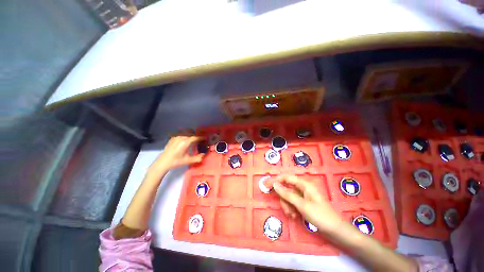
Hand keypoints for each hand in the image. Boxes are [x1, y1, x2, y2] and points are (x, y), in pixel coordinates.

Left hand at [148, 136, 204, 176]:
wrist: (162, 163)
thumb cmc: (175, 162)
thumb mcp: (187, 161)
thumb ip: (197, 158)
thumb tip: (204, 155)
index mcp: (184, 142)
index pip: (195, 137)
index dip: (201, 137)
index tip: (205, 138)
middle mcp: (180, 138)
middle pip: (191, 135)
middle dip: (196, 137)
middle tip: (200, 140)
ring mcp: (175, 138)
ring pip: (186, 134)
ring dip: (191, 136)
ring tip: (194, 140)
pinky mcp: (172, 139)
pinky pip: (181, 135)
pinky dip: (185, 136)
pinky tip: (186, 140)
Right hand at [272, 175, 343, 234]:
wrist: (335, 231)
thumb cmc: (320, 215)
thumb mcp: (302, 205)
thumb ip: (287, 194)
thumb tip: (275, 184)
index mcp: (304, 184)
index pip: (287, 178)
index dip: (277, 180)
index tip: (268, 185)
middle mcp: (302, 188)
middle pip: (286, 189)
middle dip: (284, 199)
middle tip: (287, 209)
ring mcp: (303, 197)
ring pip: (288, 197)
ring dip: (288, 206)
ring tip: (292, 215)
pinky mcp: (303, 204)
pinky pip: (292, 203)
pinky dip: (291, 209)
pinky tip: (295, 216)